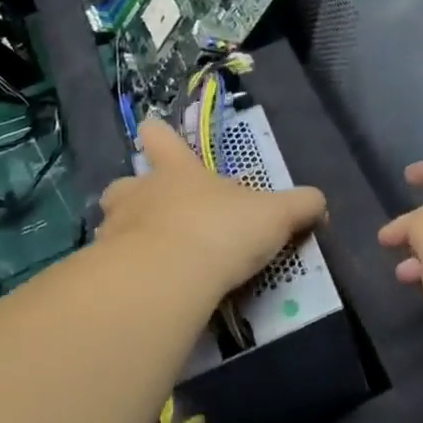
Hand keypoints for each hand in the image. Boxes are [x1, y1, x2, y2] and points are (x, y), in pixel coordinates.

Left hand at [97, 118, 325, 300]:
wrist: (167, 278)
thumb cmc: (221, 230)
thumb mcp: (274, 215)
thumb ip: (299, 206)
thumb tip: (320, 202)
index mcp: (178, 172)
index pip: (161, 139)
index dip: (158, 134)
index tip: (151, 129)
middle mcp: (140, 194)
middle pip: (124, 185)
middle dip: (132, 195)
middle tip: (149, 212)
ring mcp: (115, 232)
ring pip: (110, 225)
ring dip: (124, 237)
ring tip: (145, 259)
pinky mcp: (102, 273)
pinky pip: (107, 270)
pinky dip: (121, 278)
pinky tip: (139, 293)